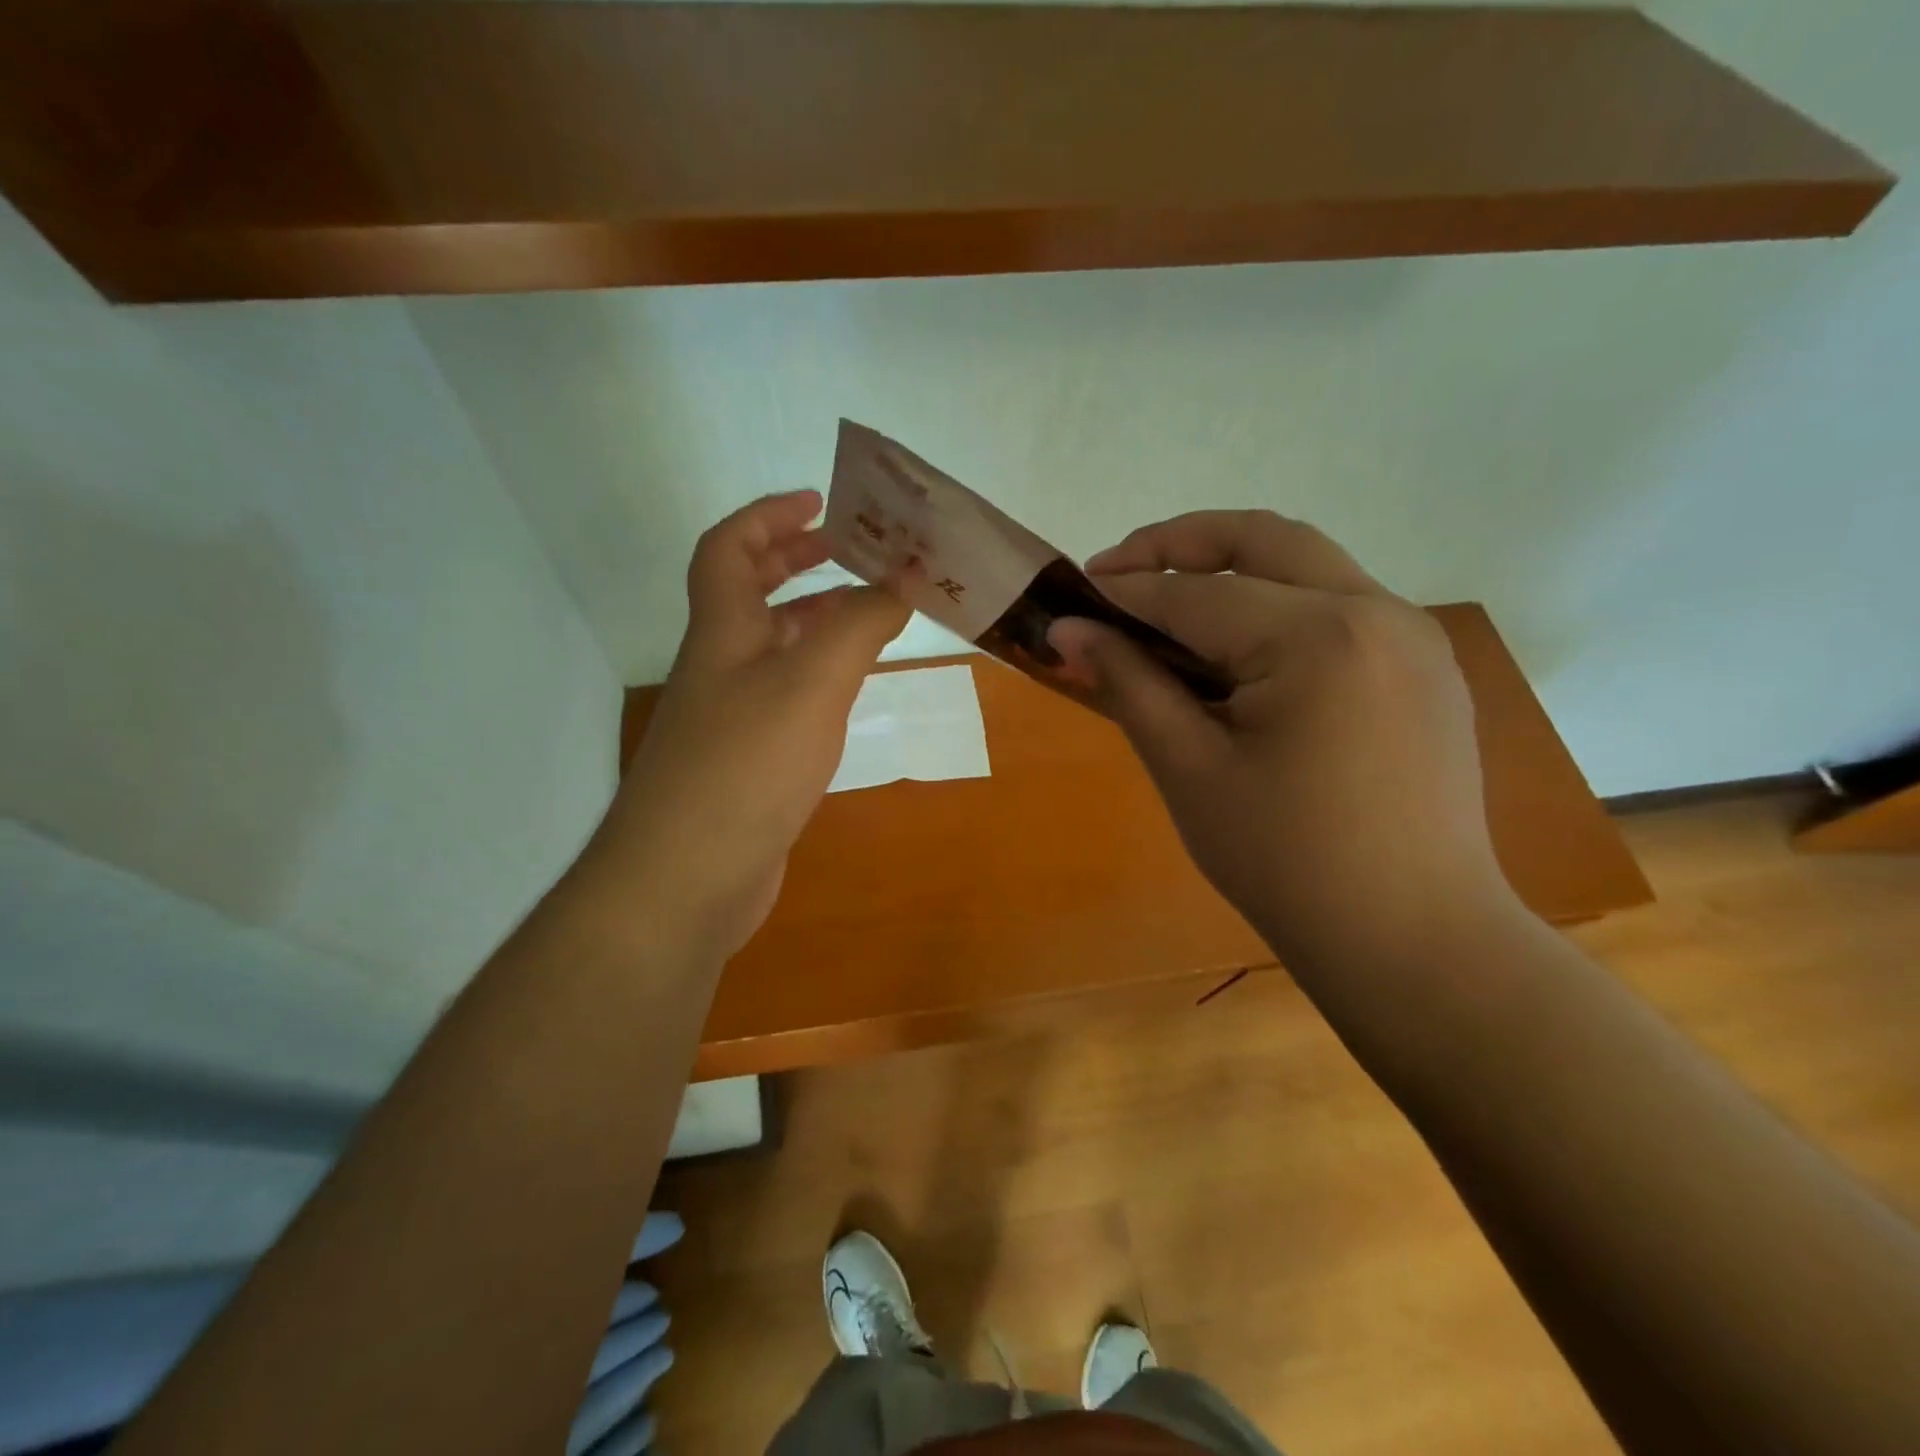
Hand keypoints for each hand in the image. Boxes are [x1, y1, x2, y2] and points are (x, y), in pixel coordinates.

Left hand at [597, 491, 908, 956]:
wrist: (688, 877)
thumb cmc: (746, 765)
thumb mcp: (812, 681)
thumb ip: (861, 623)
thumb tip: (905, 573)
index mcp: (723, 631)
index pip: (728, 548)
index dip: (768, 515)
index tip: (820, 502)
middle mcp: (720, 666)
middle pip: (748, 593)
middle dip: (796, 561)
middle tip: (851, 550)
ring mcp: (730, 717)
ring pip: (772, 648)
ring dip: (816, 620)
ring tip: (871, 613)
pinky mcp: (747, 762)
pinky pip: (785, 697)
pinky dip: (819, 678)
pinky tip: (850, 691)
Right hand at [1049, 511, 1514, 968]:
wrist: (1412, 940)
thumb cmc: (1285, 862)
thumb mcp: (1190, 770)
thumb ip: (1130, 685)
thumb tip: (1068, 632)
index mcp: (1319, 637)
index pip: (1195, 595)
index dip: (1124, 595)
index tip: (1071, 599)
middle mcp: (1378, 612)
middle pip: (1264, 539)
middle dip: (1180, 543)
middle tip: (1117, 570)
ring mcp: (1413, 636)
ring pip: (1307, 565)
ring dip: (1232, 570)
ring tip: (1168, 609)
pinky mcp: (1425, 667)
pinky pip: (1339, 606)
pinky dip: (1278, 605)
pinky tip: (1239, 652)